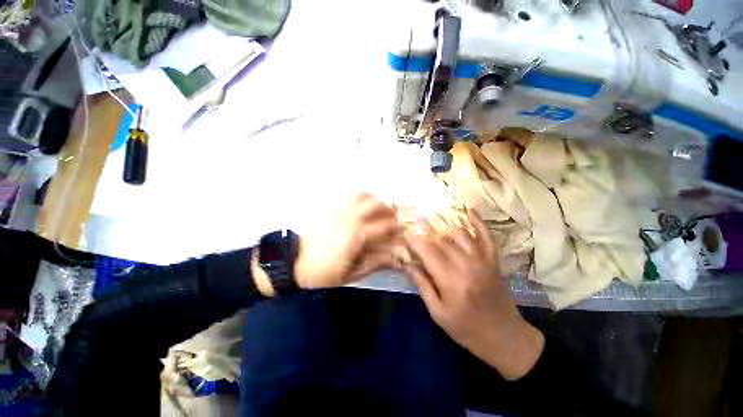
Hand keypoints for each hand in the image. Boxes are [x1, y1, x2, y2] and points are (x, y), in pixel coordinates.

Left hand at [293, 193, 400, 288]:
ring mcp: (338, 210)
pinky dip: (358, 196)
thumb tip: (394, 259)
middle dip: (388, 209)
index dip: (397, 226)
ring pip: (361, 195)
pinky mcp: (329, 208)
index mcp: (357, 235)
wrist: (291, 261)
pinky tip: (359, 204)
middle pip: (376, 205)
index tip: (403, 228)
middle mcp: (350, 218)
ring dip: (373, 199)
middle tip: (392, 216)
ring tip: (377, 206)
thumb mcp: (350, 274)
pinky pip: (347, 195)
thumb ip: (374, 264)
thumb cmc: (321, 272)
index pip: (385, 226)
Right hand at [404, 209, 543, 379]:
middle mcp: (467, 265)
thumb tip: (407, 263)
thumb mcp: (438, 312)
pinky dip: (478, 221)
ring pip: (459, 234)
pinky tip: (469, 209)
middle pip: (440, 241)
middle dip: (424, 234)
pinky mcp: (493, 260)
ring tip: (430, 223)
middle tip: (414, 229)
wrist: (504, 337)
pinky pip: (486, 235)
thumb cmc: (466, 329)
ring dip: (443, 227)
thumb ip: (422, 284)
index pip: (427, 252)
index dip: (414, 241)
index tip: (404, 234)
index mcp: (451, 281)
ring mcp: (482, 260)